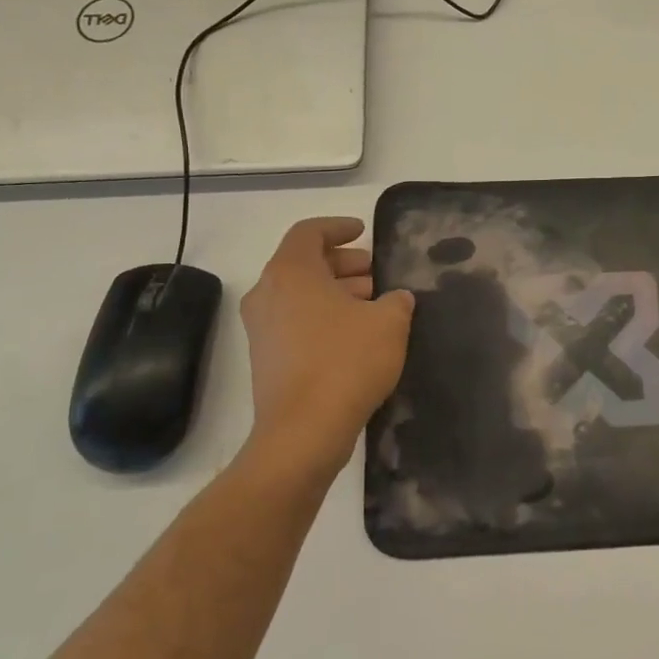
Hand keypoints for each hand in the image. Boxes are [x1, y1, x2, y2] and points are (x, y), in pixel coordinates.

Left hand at [239, 217, 413, 466]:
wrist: (303, 431)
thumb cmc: (346, 362)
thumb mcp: (389, 323)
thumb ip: (396, 301)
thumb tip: (396, 298)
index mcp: (291, 272)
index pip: (309, 232)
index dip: (338, 227)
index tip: (363, 231)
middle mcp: (268, 294)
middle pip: (304, 263)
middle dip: (343, 263)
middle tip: (376, 273)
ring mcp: (262, 328)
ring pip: (301, 294)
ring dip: (336, 292)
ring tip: (374, 304)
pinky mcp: (266, 358)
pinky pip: (296, 321)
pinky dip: (324, 316)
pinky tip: (358, 334)